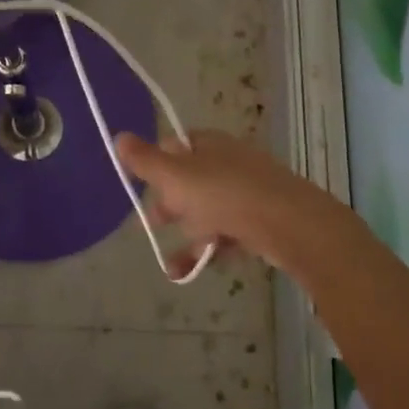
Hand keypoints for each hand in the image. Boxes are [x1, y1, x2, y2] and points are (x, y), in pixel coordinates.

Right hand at [116, 129, 345, 274]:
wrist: (289, 224)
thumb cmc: (225, 195)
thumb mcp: (176, 177)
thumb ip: (145, 161)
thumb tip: (119, 136)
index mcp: (208, 144)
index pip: (174, 146)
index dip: (155, 166)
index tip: (143, 187)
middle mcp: (229, 162)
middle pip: (189, 180)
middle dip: (170, 205)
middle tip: (155, 222)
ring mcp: (248, 191)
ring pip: (207, 210)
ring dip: (187, 234)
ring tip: (172, 261)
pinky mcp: (261, 221)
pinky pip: (226, 233)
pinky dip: (207, 250)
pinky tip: (187, 272)